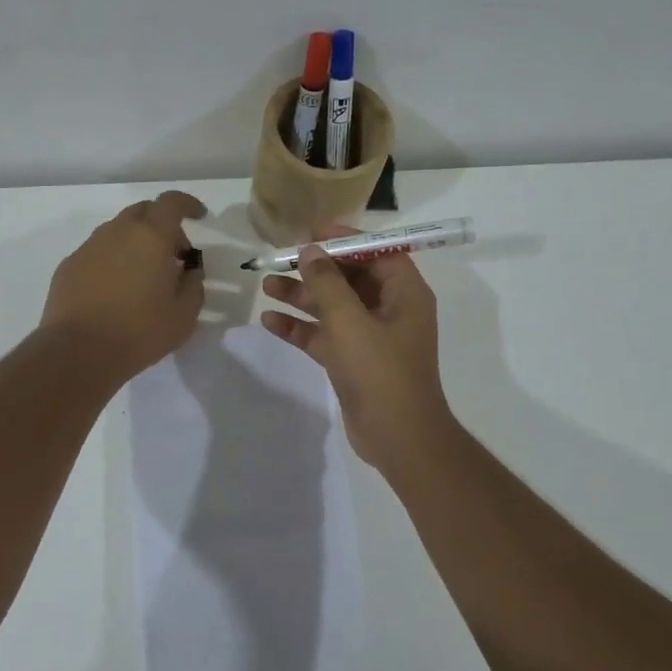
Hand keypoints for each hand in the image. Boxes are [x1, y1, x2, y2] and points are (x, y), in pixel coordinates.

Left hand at [41, 191, 206, 380]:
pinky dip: (113, 260)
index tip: (198, 216)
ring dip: (136, 242)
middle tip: (173, 254)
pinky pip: (98, 252)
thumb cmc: (139, 331)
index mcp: (151, 236)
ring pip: (118, 231)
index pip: (171, 202)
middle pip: (143, 211)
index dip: (187, 204)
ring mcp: (89, 247)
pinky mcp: (69, 265)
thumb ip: (193, 285)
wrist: (78, 351)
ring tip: (144, 275)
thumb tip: (189, 270)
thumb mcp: (184, 315)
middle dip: (162, 224)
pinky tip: (115, 290)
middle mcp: (117, 231)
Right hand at [261, 225, 455, 469]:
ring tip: (266, 285)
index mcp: (404, 294)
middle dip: (316, 269)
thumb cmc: (380, 371)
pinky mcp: (353, 361)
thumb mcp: (349, 321)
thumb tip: (310, 251)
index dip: (345, 240)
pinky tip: (269, 321)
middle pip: (350, 278)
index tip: (311, 233)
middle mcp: (390, 310)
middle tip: (281, 259)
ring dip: (302, 296)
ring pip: (333, 307)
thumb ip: (327, 283)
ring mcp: (371, 337)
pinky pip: (324, 335)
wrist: (397, 437)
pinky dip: (300, 328)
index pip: (377, 253)